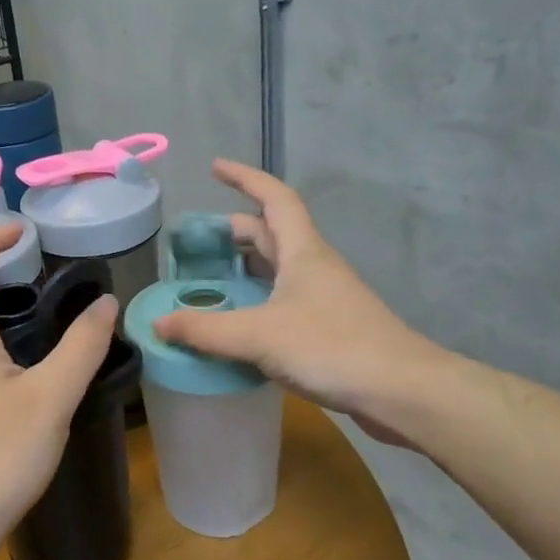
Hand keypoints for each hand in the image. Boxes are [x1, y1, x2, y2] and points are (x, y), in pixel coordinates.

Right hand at [151, 159, 453, 446]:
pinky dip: (258, 301)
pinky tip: (241, 324)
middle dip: (238, 229)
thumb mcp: (259, 336)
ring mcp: (325, 298)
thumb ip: (205, 330)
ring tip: (213, 277)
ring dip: (247, 266)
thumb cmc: (332, 348)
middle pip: (274, 233)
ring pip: (279, 270)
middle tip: (201, 240)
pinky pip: (284, 301)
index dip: (245, 178)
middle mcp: (315, 267)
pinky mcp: (329, 328)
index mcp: (303, 252)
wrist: (402, 392)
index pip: (274, 198)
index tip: (215, 167)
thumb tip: (158, 324)